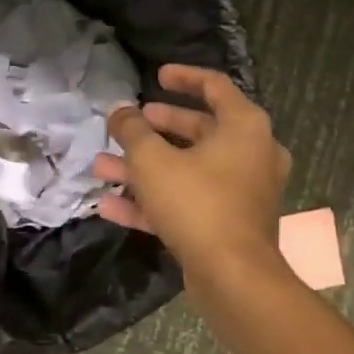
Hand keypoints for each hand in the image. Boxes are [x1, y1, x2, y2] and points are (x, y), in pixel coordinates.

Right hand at [91, 65, 289, 277]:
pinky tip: (109, 206)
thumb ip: (132, 131)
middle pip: (199, 130)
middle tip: (130, 124)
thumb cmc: (198, 204)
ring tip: (102, 167)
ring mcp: (241, 192)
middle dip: (155, 128)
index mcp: (244, 127)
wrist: (233, 277)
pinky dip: (154, 201)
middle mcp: (251, 154)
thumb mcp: (153, 161)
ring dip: (144, 168)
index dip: (183, 77)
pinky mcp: (228, 224)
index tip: (156, 75)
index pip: (215, 86)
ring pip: (187, 170)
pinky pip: (188, 202)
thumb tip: (119, 112)